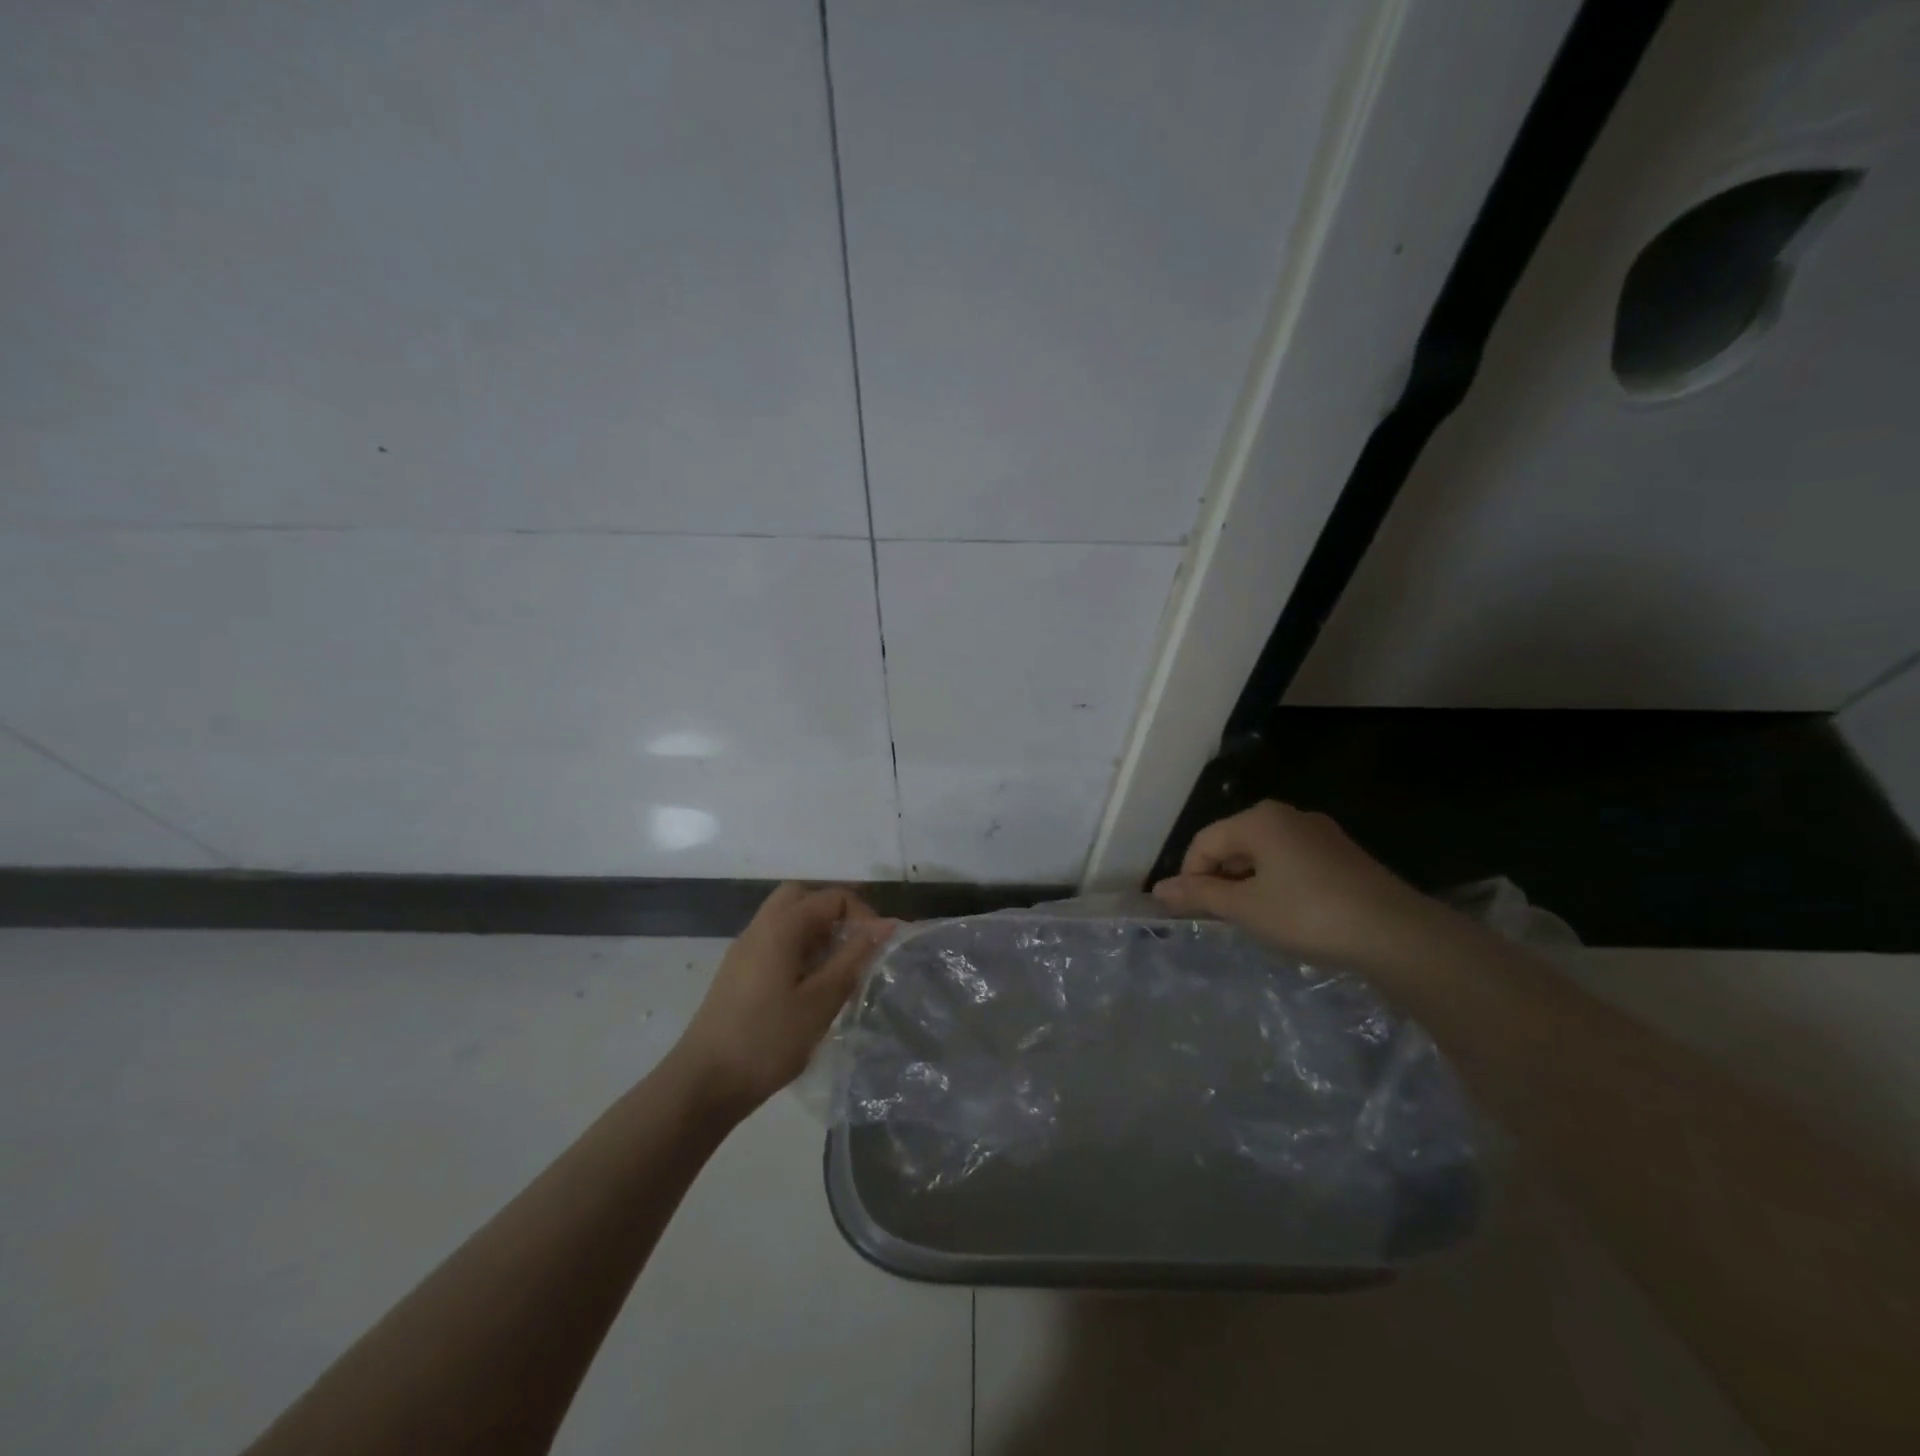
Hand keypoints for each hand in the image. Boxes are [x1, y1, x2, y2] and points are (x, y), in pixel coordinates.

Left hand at [667, 884, 894, 1119]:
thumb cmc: (768, 1040)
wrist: (703, 1083)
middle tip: (855, 945)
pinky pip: (774, 941)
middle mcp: (760, 927)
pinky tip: (809, 985)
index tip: (877, 949)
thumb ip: (854, 958)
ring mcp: (744, 949)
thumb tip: (886, 925)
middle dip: (834, 912)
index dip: (862, 915)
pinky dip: (798, 947)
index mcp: (781, 927)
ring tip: (836, 968)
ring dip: (816, 931)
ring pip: (785, 918)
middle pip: (802, 897)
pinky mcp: (737, 972)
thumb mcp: (821, 1000)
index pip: (832, 897)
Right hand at [1152, 801, 1443, 970]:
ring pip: (1264, 854)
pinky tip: (1288, 915)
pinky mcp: (1343, 855)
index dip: (1189, 876)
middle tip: (1220, 919)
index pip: (1205, 841)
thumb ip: (1199, 895)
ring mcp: (1320, 834)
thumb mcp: (1245, 909)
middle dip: (1219, 879)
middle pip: (1234, 843)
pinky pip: (1292, 862)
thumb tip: (1158, 889)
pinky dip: (1277, 884)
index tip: (1190, 913)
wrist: (1397, 935)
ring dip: (1248, 884)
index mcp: (1259, 819)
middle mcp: (1288, 816)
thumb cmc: (1308, 915)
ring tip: (1253, 920)